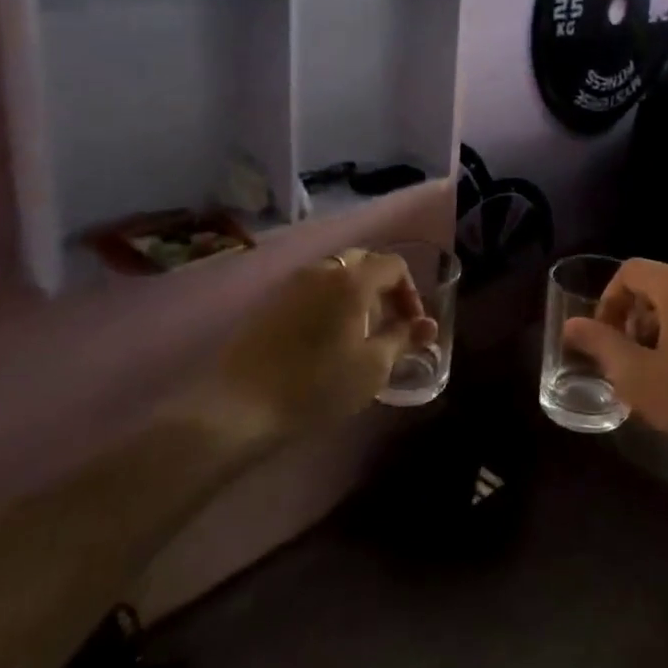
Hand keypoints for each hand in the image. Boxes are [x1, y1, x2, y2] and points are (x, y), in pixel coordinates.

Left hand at [194, 249, 438, 441]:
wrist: (240, 405)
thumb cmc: (317, 385)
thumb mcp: (372, 367)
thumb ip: (403, 339)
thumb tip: (427, 325)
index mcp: (352, 279)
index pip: (394, 265)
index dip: (410, 293)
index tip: (411, 327)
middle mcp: (322, 270)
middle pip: (364, 262)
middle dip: (383, 288)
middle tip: (388, 324)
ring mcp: (292, 283)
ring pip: (335, 273)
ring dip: (355, 293)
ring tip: (358, 332)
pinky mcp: (271, 301)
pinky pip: (312, 288)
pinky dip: (329, 300)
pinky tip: (326, 337)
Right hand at [563, 260, 667, 471]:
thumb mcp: (638, 377)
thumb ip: (600, 345)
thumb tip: (572, 326)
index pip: (630, 272)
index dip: (608, 301)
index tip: (604, 339)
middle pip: (658, 285)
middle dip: (634, 318)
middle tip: (629, 360)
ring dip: (661, 328)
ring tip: (660, 372)